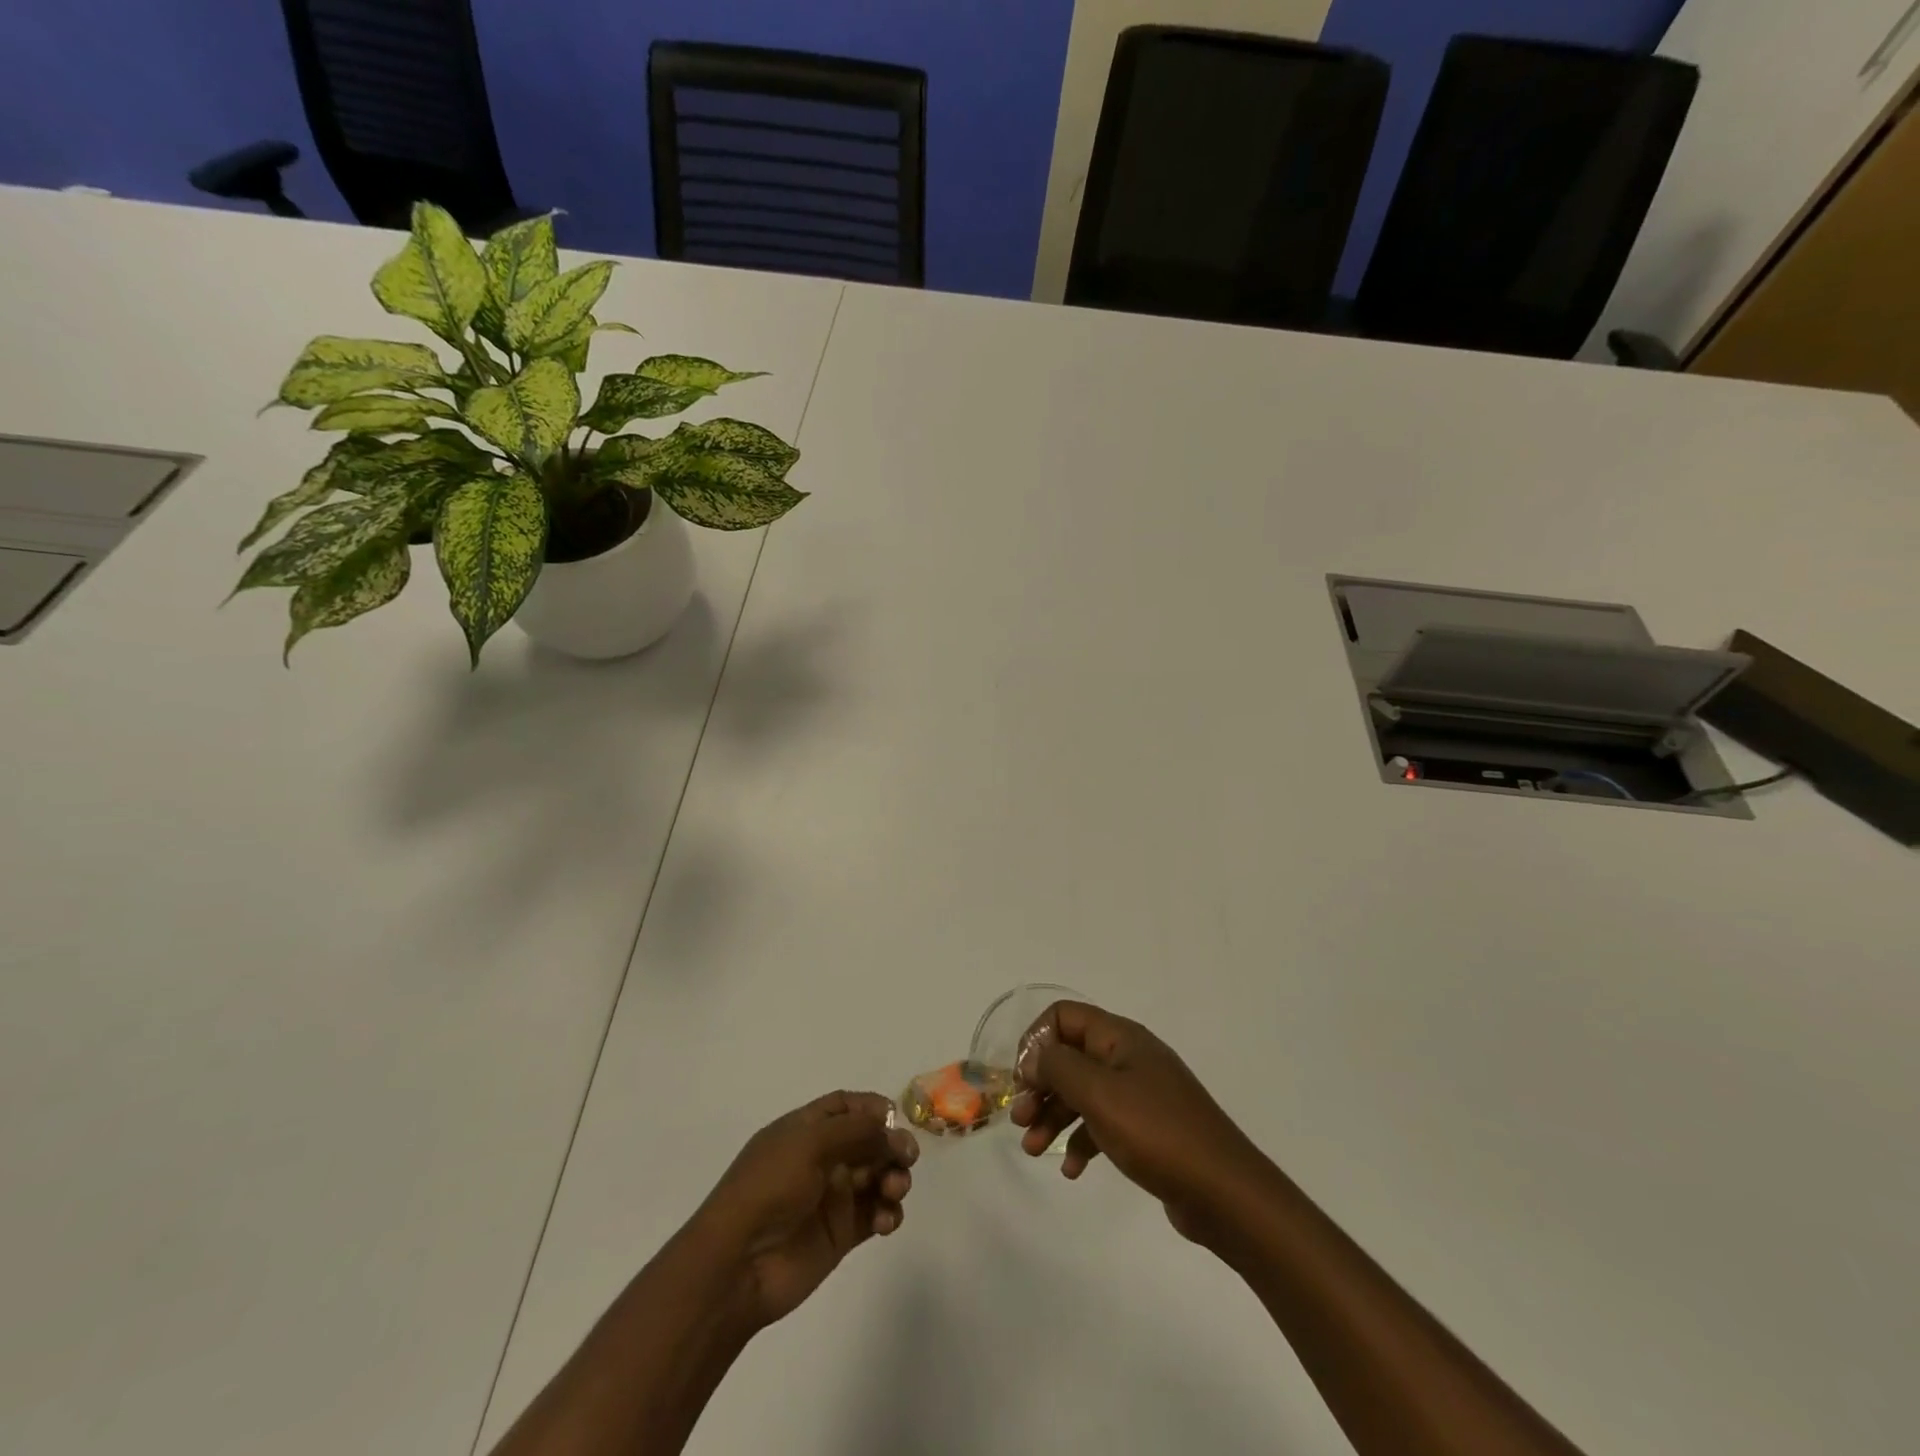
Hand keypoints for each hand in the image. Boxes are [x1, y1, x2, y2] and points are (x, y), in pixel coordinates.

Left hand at [688, 1090, 917, 1329]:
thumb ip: (857, 1132)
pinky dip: (888, 1213)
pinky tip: (885, 1221)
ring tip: (893, 1192)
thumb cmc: (768, 1188)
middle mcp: (821, 1158)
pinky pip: (876, 1213)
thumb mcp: (809, 1143)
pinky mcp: (841, 1233)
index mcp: (805, 1129)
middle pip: (869, 1140)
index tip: (895, 1119)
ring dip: (894, 1178)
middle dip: (892, 1145)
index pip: (846, 1106)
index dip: (873, 1108)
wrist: (737, 1265)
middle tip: (907, 1159)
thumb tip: (894, 1132)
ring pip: (878, 1176)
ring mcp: (832, 1196)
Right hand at [1011, 1002, 1269, 1241]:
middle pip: (1070, 1056)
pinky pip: (1102, 1123)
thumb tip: (1034, 1056)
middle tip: (1020, 1120)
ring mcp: (1140, 1093)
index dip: (1037, 1041)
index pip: (1064, 1016)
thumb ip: (1058, 1067)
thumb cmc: (1157, 1133)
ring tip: (1033, 1150)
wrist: (1225, 1193)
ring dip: (1053, 1116)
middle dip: (1040, 1085)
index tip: (1021, 1080)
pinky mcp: (1147, 1128)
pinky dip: (1081, 1140)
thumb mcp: (1099, 1094)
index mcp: (1120, 1037)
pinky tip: (1070, 1170)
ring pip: (1083, 1092)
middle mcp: (1129, 1057)